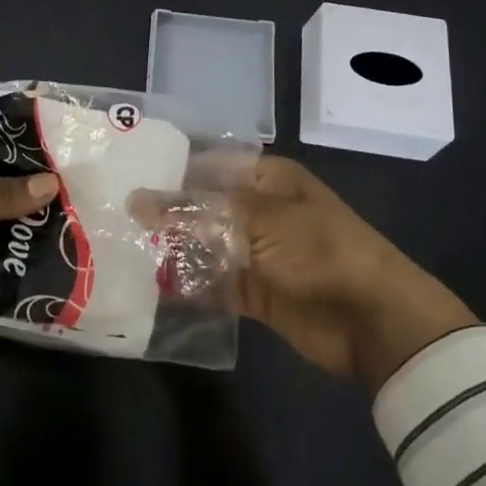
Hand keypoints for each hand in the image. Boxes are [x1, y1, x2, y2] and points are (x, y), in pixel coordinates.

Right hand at [134, 158, 476, 389]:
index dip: (171, 171)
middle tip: (113, 218)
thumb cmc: (317, 250)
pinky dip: (188, 285)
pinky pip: (214, 283)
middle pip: (203, 208)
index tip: (126, 176)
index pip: (208, 166)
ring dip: (173, 250)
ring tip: (122, 250)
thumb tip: (136, 200)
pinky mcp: (256, 292)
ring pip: (205, 246)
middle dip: (166, 214)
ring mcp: (257, 253)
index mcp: (266, 179)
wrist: (372, 319)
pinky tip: (151, 285)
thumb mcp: (255, 220)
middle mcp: (259, 211)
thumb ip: (193, 211)